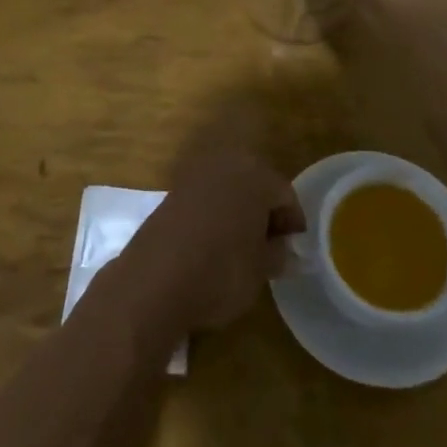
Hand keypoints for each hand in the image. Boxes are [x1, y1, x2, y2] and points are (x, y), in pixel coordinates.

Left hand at [126, 98, 305, 331]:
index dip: (292, 223)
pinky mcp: (171, 193)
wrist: (153, 281)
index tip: (293, 249)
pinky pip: (205, 199)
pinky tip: (212, 244)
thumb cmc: (221, 271)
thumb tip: (283, 249)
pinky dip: (214, 216)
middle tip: (269, 246)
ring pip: (229, 190)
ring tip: (241, 247)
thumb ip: (278, 254)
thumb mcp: (261, 270)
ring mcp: (195, 176)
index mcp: (256, 176)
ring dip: (238, 212)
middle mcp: (226, 165)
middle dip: (265, 212)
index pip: (285, 195)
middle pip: (256, 184)